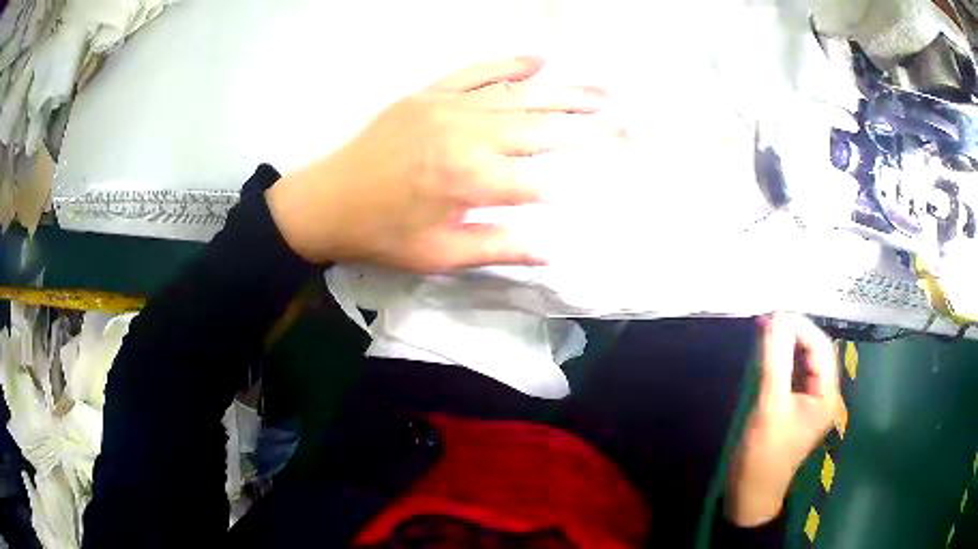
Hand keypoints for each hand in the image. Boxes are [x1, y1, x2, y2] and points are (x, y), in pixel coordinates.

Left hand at [266, 56, 624, 271]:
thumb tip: (553, 250)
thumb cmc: (383, 234)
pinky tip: (540, 59)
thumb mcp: (439, 256)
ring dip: (564, 94)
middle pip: (542, 130)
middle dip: (589, 130)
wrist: (329, 199)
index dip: (578, 178)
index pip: (541, 180)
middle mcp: (467, 136)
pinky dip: (509, 63)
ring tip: (602, 93)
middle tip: (625, 128)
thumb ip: (498, 248)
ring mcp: (448, 107)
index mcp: (470, 181)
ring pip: (519, 96)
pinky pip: (476, 71)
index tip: (611, 174)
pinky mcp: (430, 94)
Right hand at [726, 313, 841, 526]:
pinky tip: (769, 353)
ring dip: (789, 344)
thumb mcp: (769, 407)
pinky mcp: (798, 407)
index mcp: (827, 395)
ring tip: (767, 330)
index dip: (800, 327)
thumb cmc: (763, 455)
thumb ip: (775, 361)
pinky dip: (784, 360)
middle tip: (768, 319)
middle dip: (795, 332)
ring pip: (806, 361)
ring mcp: (812, 401)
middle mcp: (825, 394)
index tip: (774, 314)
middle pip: (816, 352)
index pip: (821, 347)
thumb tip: (776, 318)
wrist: (751, 494)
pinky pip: (796, 374)